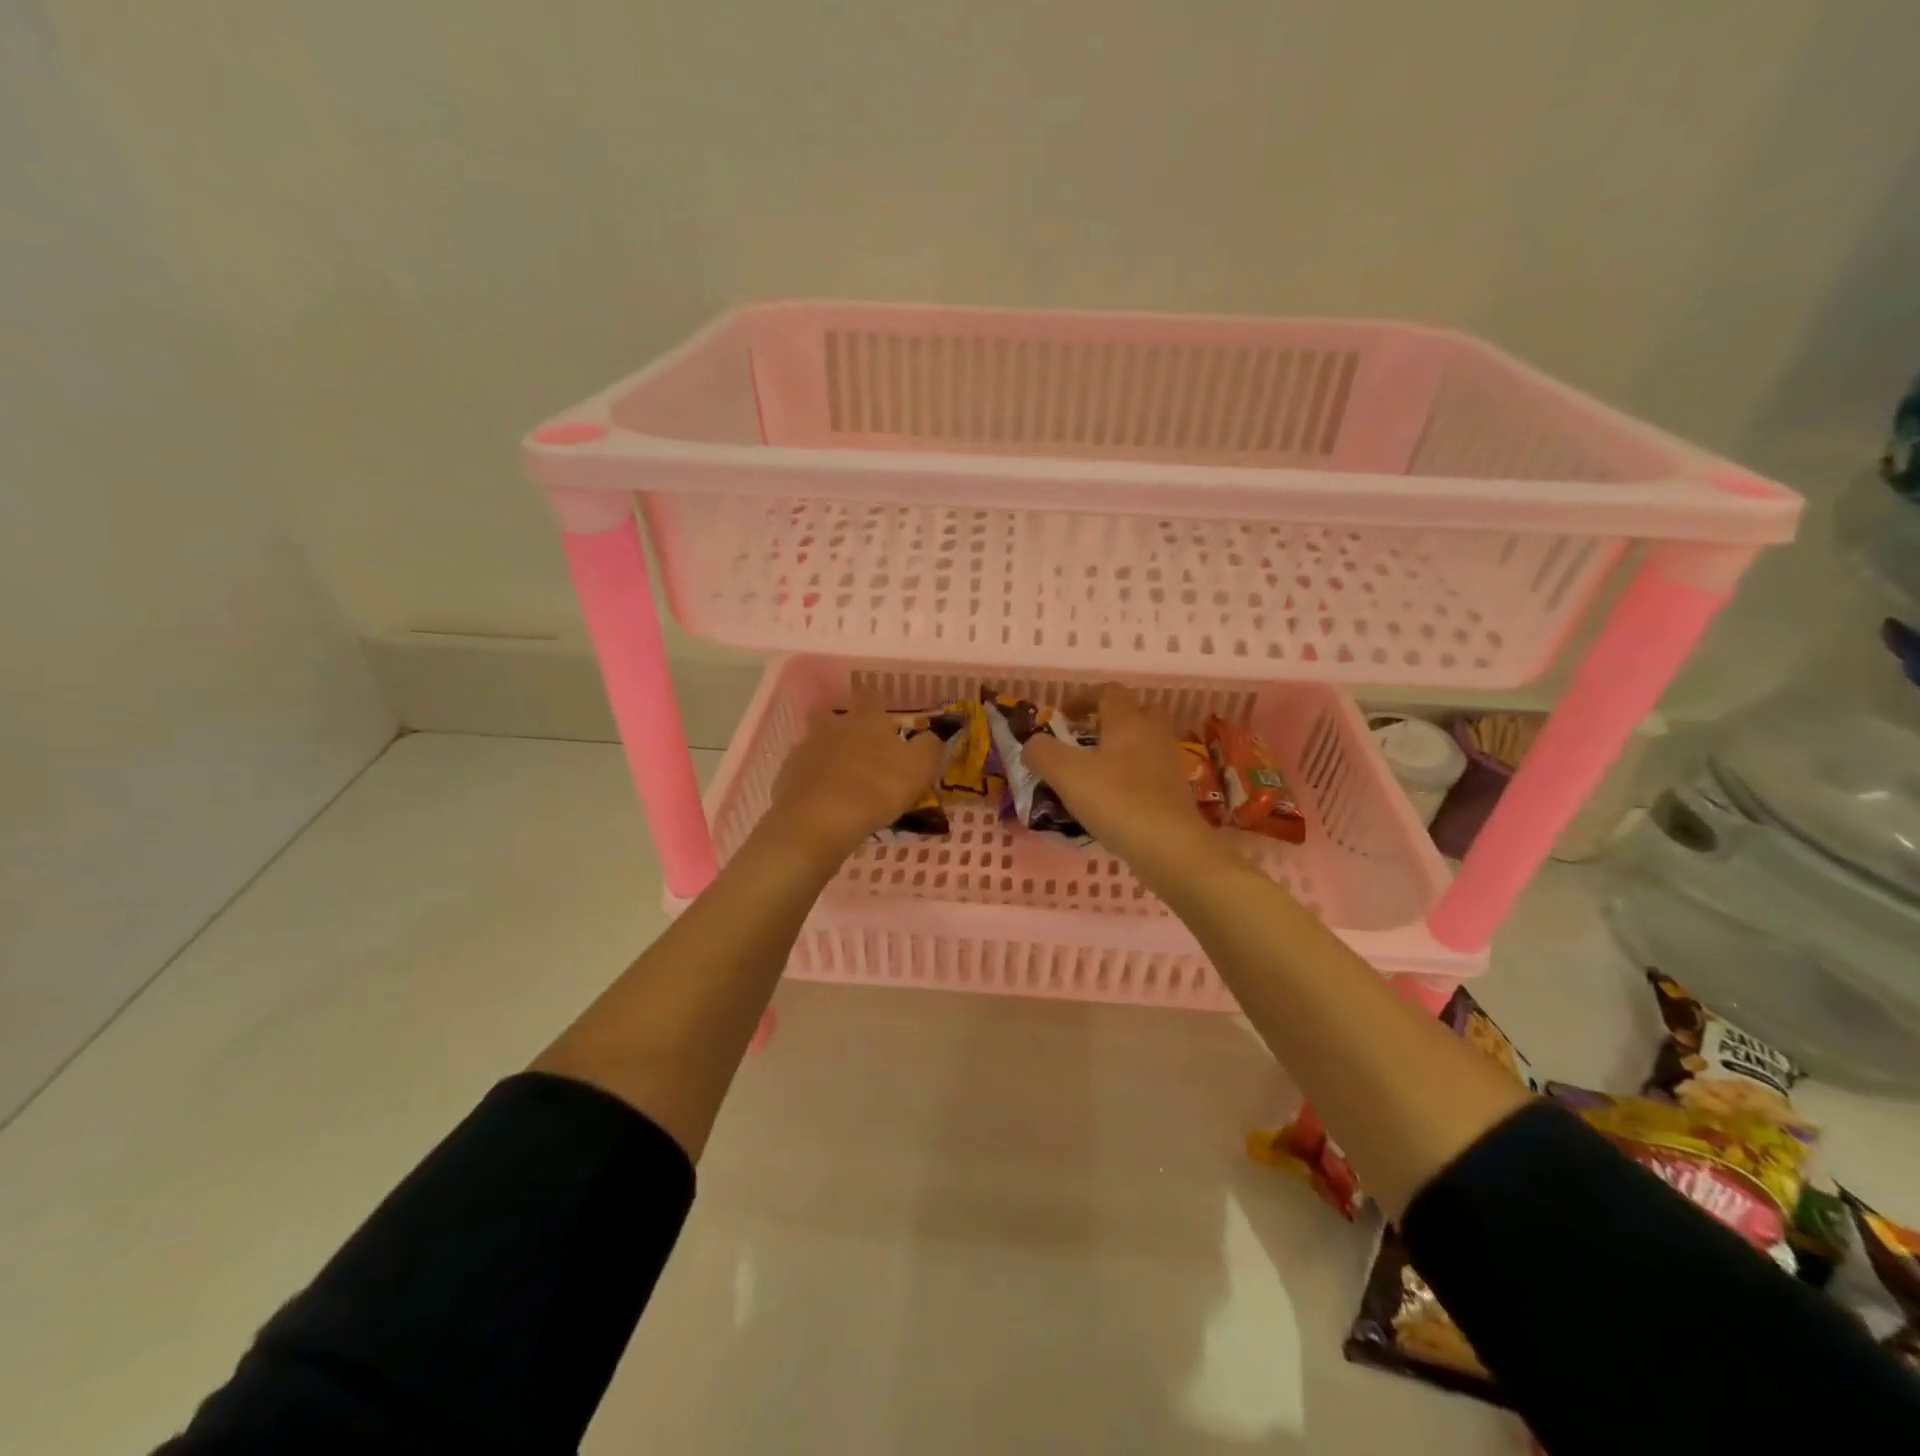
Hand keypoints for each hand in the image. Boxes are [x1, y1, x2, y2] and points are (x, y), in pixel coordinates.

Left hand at [763, 690, 944, 864]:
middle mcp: (833, 728)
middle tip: (855, 744)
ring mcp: (805, 750)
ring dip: (825, 753)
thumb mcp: (919, 768)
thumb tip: (930, 737)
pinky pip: (801, 772)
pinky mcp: (786, 777)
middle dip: (840, 723)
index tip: (883, 714)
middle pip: (831, 714)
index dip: (876, 702)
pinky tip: (821, 800)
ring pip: (814, 742)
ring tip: (839, 777)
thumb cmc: (876, 789)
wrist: (819, 820)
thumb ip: (929, 748)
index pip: (871, 697)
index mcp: (866, 721)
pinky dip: (811, 781)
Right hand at [1023, 685, 1219, 870]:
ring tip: (1096, 771)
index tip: (1063, 713)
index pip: (1109, 692)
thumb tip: (1032, 744)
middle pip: (1137, 712)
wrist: (1169, 845)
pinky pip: (1151, 773)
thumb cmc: (1115, 799)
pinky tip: (1113, 799)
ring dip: (1122, 749)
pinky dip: (1132, 777)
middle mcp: (1153, 734)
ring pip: (1146, 743)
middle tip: (1087, 736)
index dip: (1084, 697)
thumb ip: (1042, 753)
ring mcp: (1169, 764)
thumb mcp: (1065, 773)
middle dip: (1112, 719)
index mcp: (1127, 721)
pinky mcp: (1177, 793)